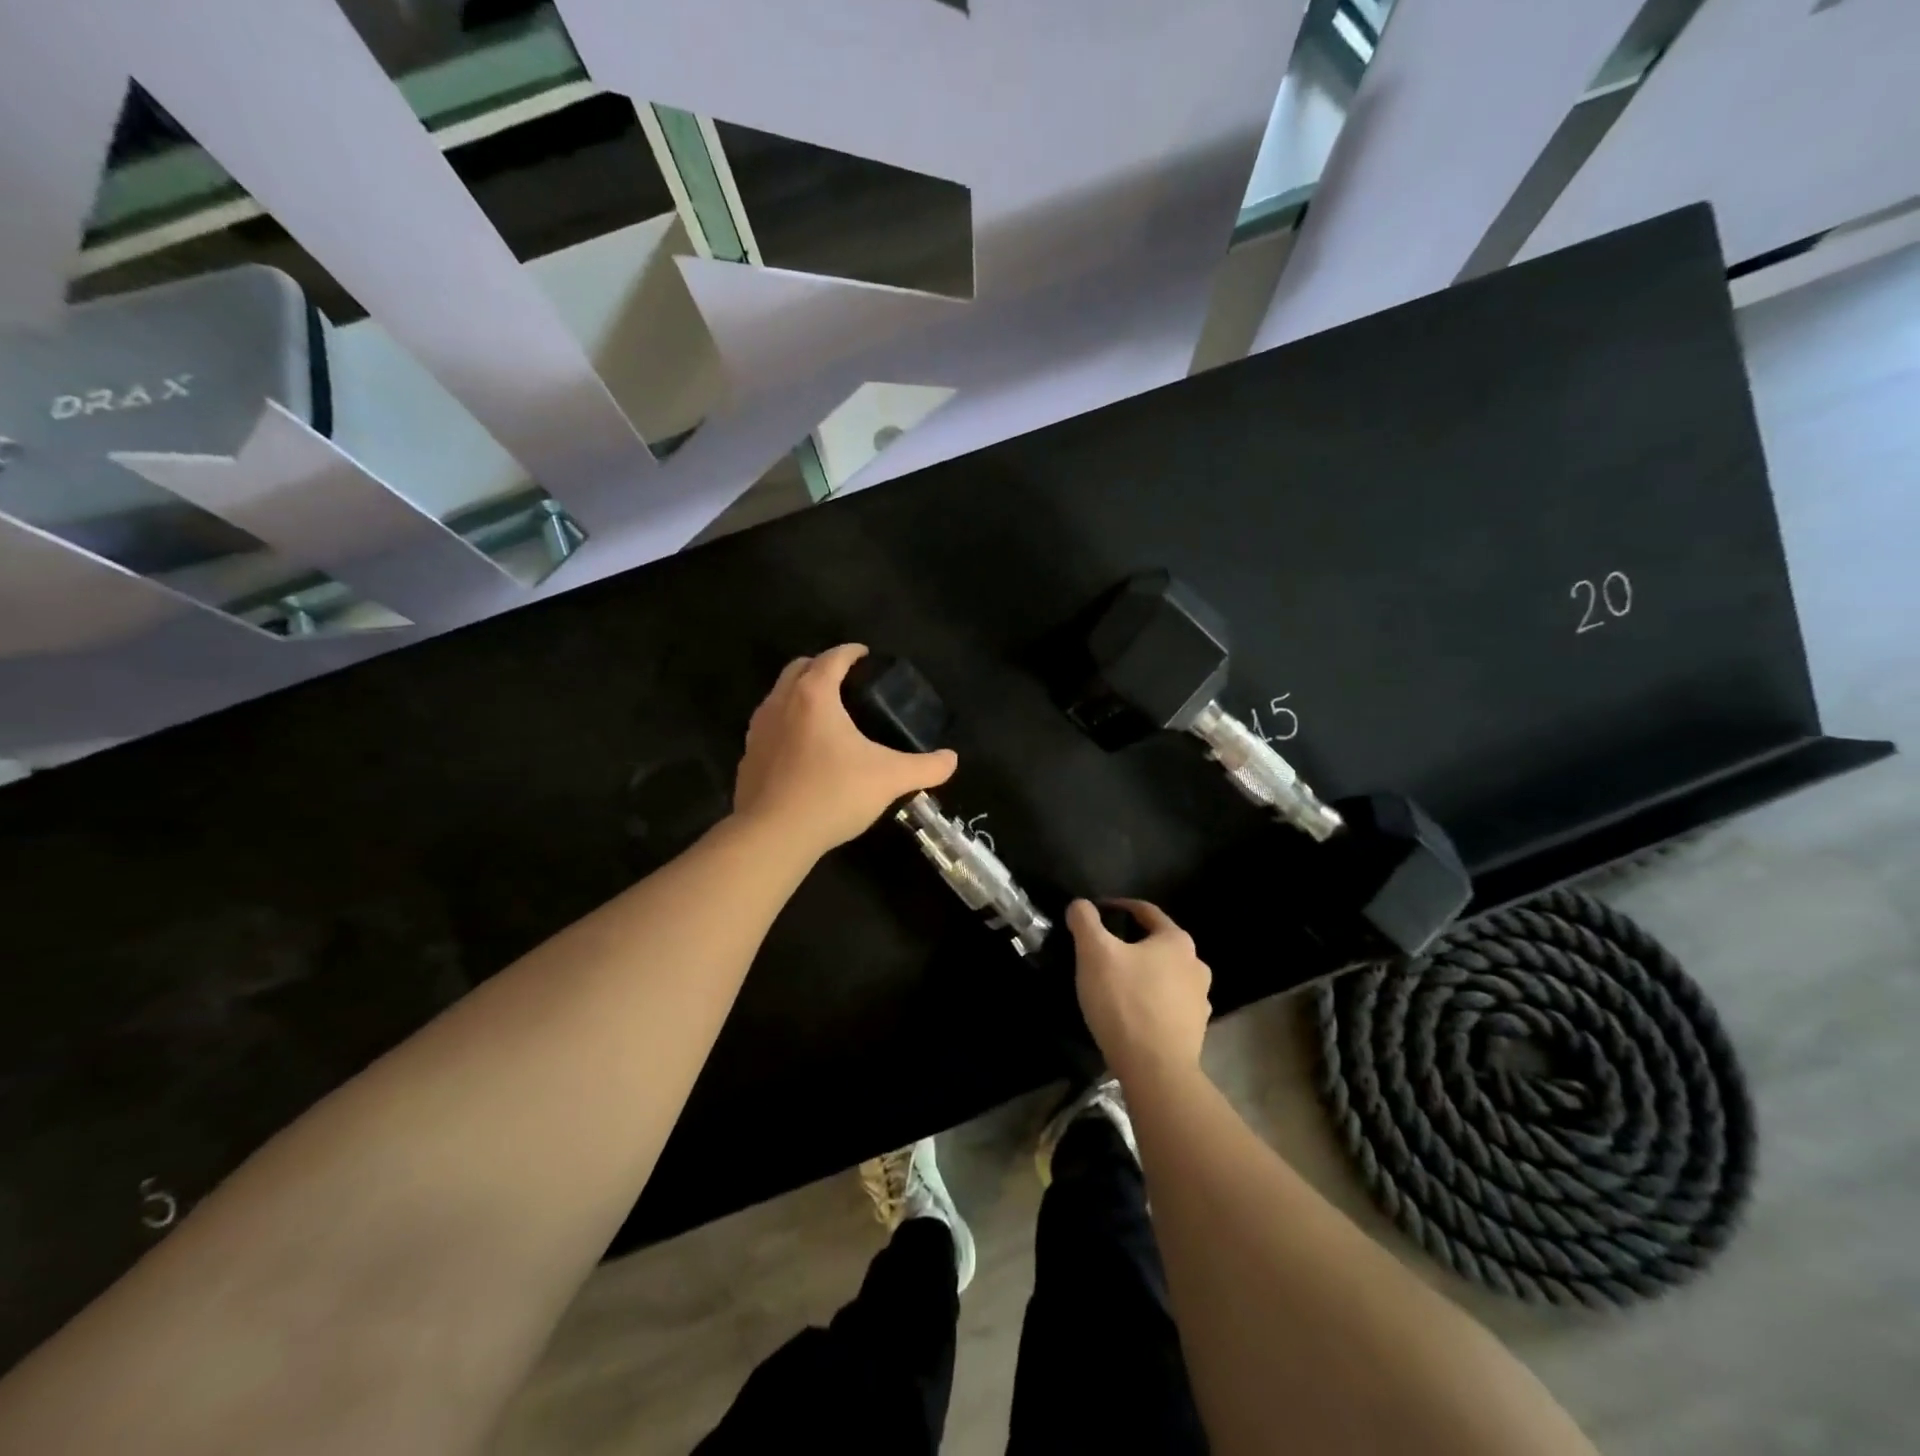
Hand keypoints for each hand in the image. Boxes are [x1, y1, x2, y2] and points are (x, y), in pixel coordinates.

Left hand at [733, 644, 958, 854]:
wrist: (773, 836)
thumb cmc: (833, 794)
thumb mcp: (889, 779)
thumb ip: (925, 767)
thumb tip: (952, 760)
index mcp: (814, 695)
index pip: (833, 658)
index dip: (851, 652)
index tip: (866, 655)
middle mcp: (780, 702)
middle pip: (799, 668)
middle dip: (822, 666)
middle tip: (846, 681)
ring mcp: (758, 730)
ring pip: (778, 696)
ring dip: (800, 694)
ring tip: (825, 714)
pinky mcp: (747, 758)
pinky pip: (769, 728)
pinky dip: (786, 726)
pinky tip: (802, 751)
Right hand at [1067, 898, 1212, 1082]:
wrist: (1156, 1070)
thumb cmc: (1125, 1001)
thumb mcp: (1094, 953)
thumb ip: (1084, 921)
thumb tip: (1080, 905)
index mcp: (1176, 941)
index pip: (1145, 911)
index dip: (1118, 906)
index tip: (1095, 912)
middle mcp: (1196, 965)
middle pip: (1157, 944)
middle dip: (1130, 944)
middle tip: (1101, 952)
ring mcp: (1200, 1000)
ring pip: (1165, 975)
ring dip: (1143, 974)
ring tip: (1115, 984)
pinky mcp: (1195, 1030)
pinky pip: (1168, 1005)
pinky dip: (1151, 1002)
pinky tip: (1131, 1013)